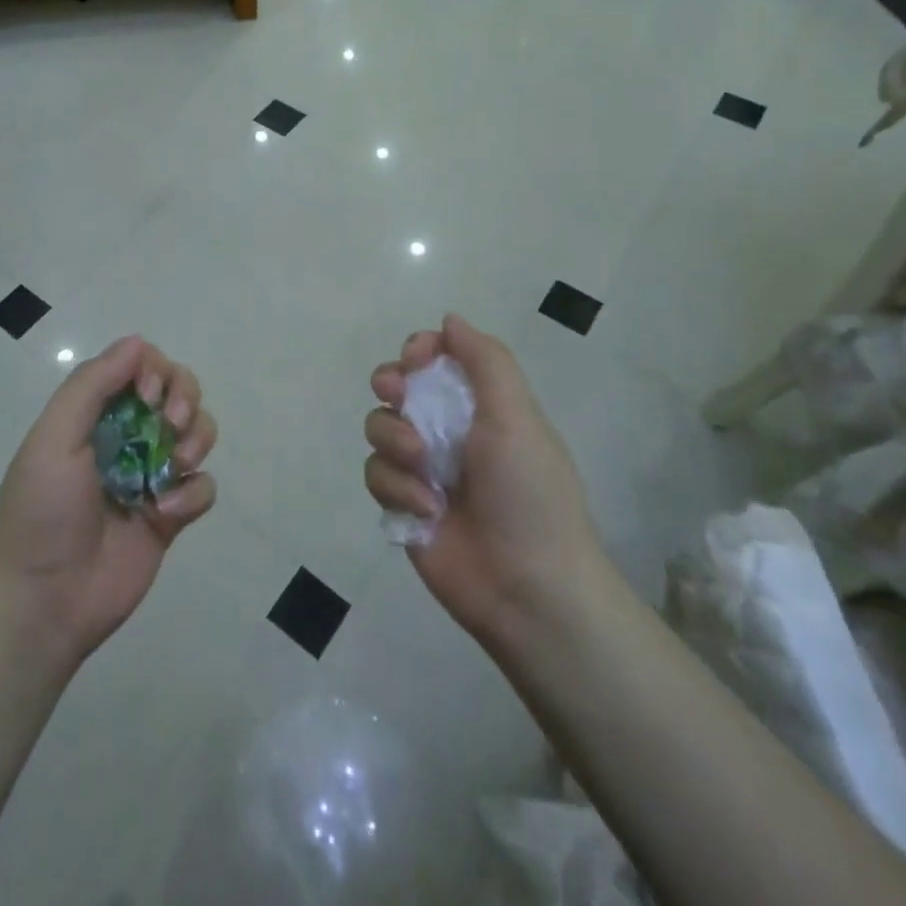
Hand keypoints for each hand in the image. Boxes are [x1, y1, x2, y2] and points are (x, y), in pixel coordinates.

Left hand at [0, 336, 218, 672]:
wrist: (43, 602)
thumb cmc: (42, 512)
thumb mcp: (54, 438)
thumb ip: (92, 385)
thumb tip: (137, 342)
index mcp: (95, 414)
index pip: (140, 367)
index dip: (155, 372)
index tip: (149, 396)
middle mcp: (127, 436)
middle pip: (178, 391)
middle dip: (185, 397)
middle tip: (171, 423)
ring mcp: (151, 475)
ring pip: (198, 432)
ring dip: (196, 439)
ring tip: (174, 467)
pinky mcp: (171, 515)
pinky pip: (203, 487)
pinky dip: (193, 493)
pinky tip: (165, 513)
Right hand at [363, 314, 607, 642]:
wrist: (527, 587)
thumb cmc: (528, 493)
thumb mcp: (517, 416)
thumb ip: (486, 361)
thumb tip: (449, 319)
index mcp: (481, 405)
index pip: (437, 356)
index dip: (420, 349)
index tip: (416, 359)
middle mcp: (448, 429)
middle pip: (397, 385)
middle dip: (392, 384)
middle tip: (398, 395)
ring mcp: (422, 467)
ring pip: (378, 426)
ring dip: (395, 440)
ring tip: (423, 469)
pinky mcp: (401, 502)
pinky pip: (376, 473)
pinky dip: (397, 487)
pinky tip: (426, 509)